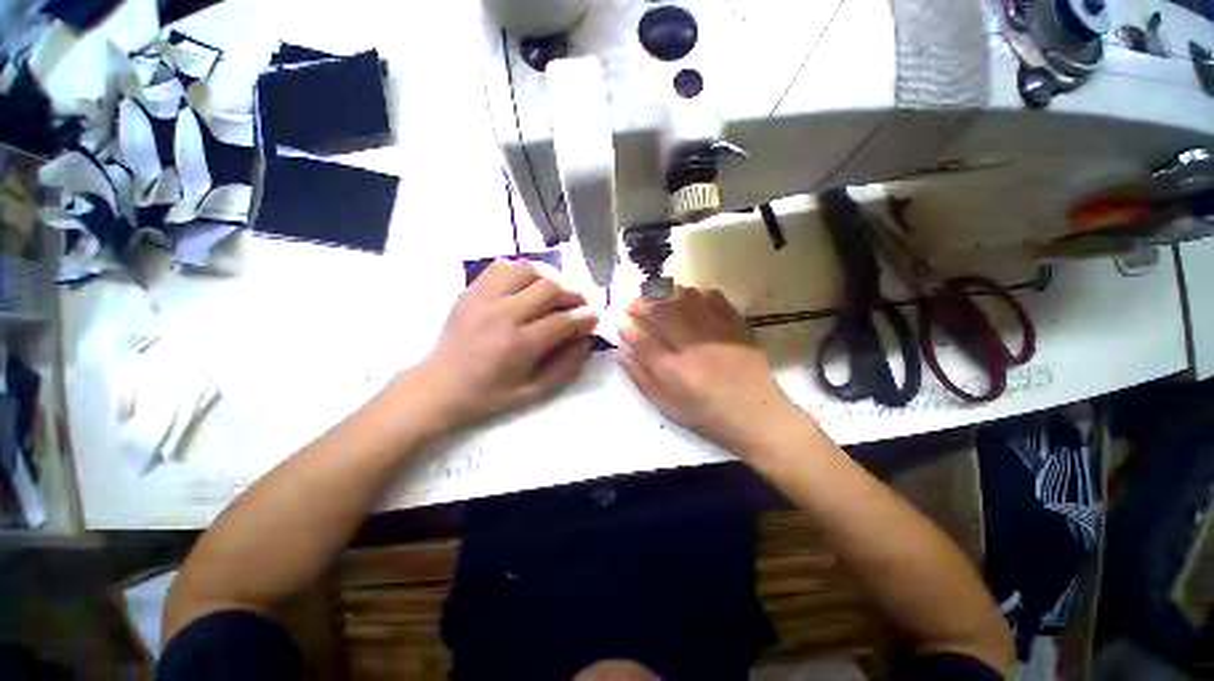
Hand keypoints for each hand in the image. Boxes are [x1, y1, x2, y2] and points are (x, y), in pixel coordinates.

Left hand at [418, 259, 597, 428]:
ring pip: (528, 269)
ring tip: (558, 290)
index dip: (585, 317)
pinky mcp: (472, 290)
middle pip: (549, 288)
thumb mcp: (533, 391)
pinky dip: (522, 270)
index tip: (595, 316)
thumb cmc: (488, 394)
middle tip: (581, 302)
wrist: (439, 385)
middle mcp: (502, 315)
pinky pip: (502, 266)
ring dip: (551, 276)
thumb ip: (566, 367)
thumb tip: (587, 341)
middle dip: (574, 293)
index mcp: (517, 345)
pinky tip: (529, 284)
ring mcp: (484, 298)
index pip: (563, 321)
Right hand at [616, 287, 801, 453]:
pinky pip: (716, 300)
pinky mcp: (738, 328)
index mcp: (675, 373)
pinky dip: (700, 294)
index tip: (618, 318)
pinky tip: (691, 297)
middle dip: (642, 302)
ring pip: (687, 300)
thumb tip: (620, 354)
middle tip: (632, 300)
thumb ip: (642, 380)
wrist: (758, 418)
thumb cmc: (708, 417)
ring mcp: (719, 335)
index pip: (643, 341)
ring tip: (656, 293)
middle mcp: (695, 348)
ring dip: (668, 292)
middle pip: (663, 313)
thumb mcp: (668, 407)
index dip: (627, 326)